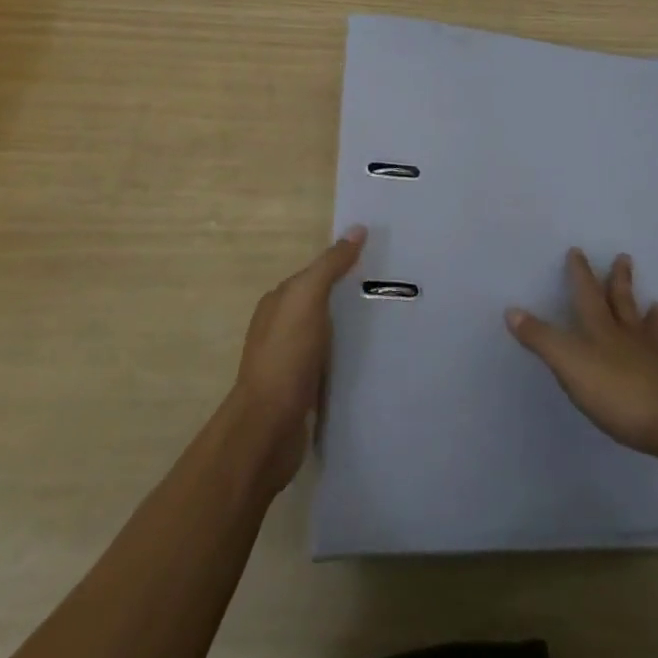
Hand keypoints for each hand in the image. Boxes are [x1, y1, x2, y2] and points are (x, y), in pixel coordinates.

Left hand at [230, 226, 365, 489]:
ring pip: (325, 336)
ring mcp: (289, 362)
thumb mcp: (308, 299)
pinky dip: (346, 360)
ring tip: (387, 328)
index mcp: (277, 303)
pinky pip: (329, 366)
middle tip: (390, 294)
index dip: (341, 266)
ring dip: (348, 332)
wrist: (267, 429)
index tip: (377, 262)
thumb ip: (330, 265)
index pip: (314, 275)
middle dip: (348, 299)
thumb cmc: (286, 356)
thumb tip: (357, 228)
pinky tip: (368, 363)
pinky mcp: (301, 392)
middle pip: (320, 305)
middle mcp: (279, 328)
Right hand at [506, 249, 657, 460]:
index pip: (587, 293)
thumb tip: (511, 309)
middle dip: (619, 281)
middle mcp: (626, 337)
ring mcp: (650, 360)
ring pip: (646, 330)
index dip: (580, 273)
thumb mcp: (570, 363)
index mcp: (601, 328)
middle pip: (622, 303)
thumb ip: (541, 338)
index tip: (577, 251)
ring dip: (650, 315)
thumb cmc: (617, 389)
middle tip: (624, 258)